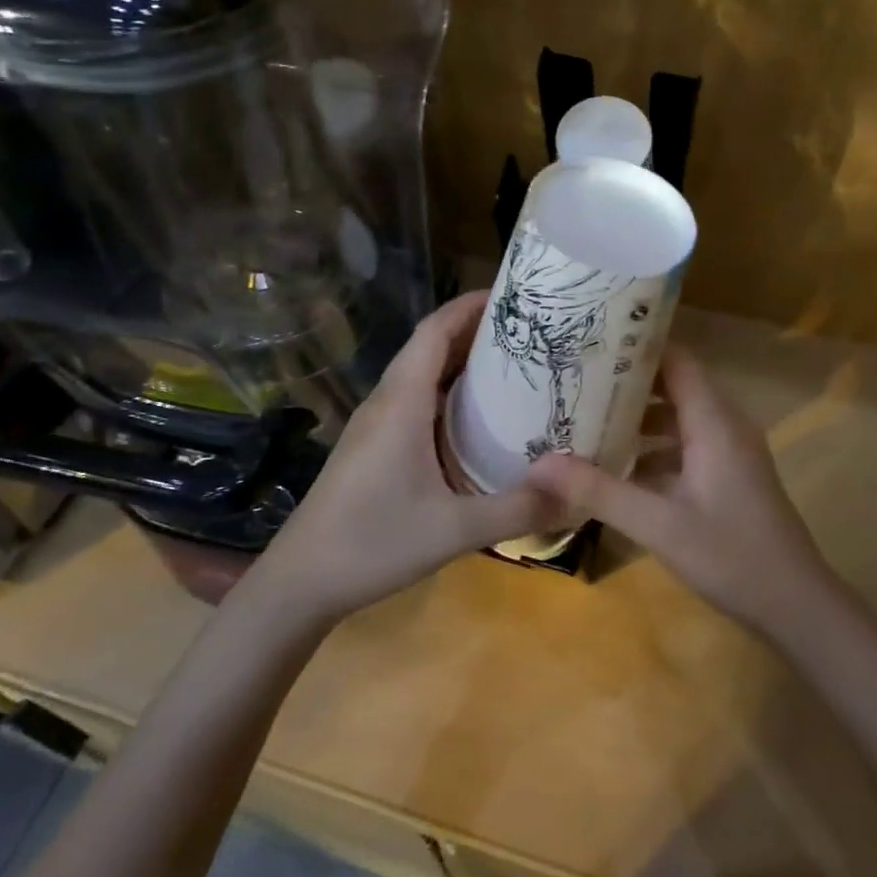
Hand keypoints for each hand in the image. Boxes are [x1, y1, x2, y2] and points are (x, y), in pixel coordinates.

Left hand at [253, 290, 562, 622]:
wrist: (300, 581)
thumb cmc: (372, 543)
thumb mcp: (454, 530)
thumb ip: (517, 509)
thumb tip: (576, 490)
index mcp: (402, 402)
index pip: (435, 330)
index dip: (470, 305)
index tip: (513, 295)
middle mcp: (387, 401)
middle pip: (430, 345)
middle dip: (475, 329)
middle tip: (530, 331)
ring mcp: (376, 423)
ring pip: (421, 372)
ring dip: (461, 359)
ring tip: (513, 364)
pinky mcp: (374, 444)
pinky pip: (415, 398)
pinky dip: (448, 390)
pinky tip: (476, 417)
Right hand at [524, 348, 835, 635]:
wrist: (797, 606)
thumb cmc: (732, 557)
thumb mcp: (658, 525)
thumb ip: (599, 492)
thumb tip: (538, 464)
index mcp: (715, 422)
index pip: (676, 360)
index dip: (636, 346)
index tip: (590, 341)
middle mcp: (725, 425)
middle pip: (674, 384)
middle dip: (626, 382)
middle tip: (575, 380)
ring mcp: (729, 451)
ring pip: (678, 416)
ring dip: (637, 417)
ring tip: (586, 418)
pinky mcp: (728, 475)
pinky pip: (685, 444)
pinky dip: (653, 447)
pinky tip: (617, 467)